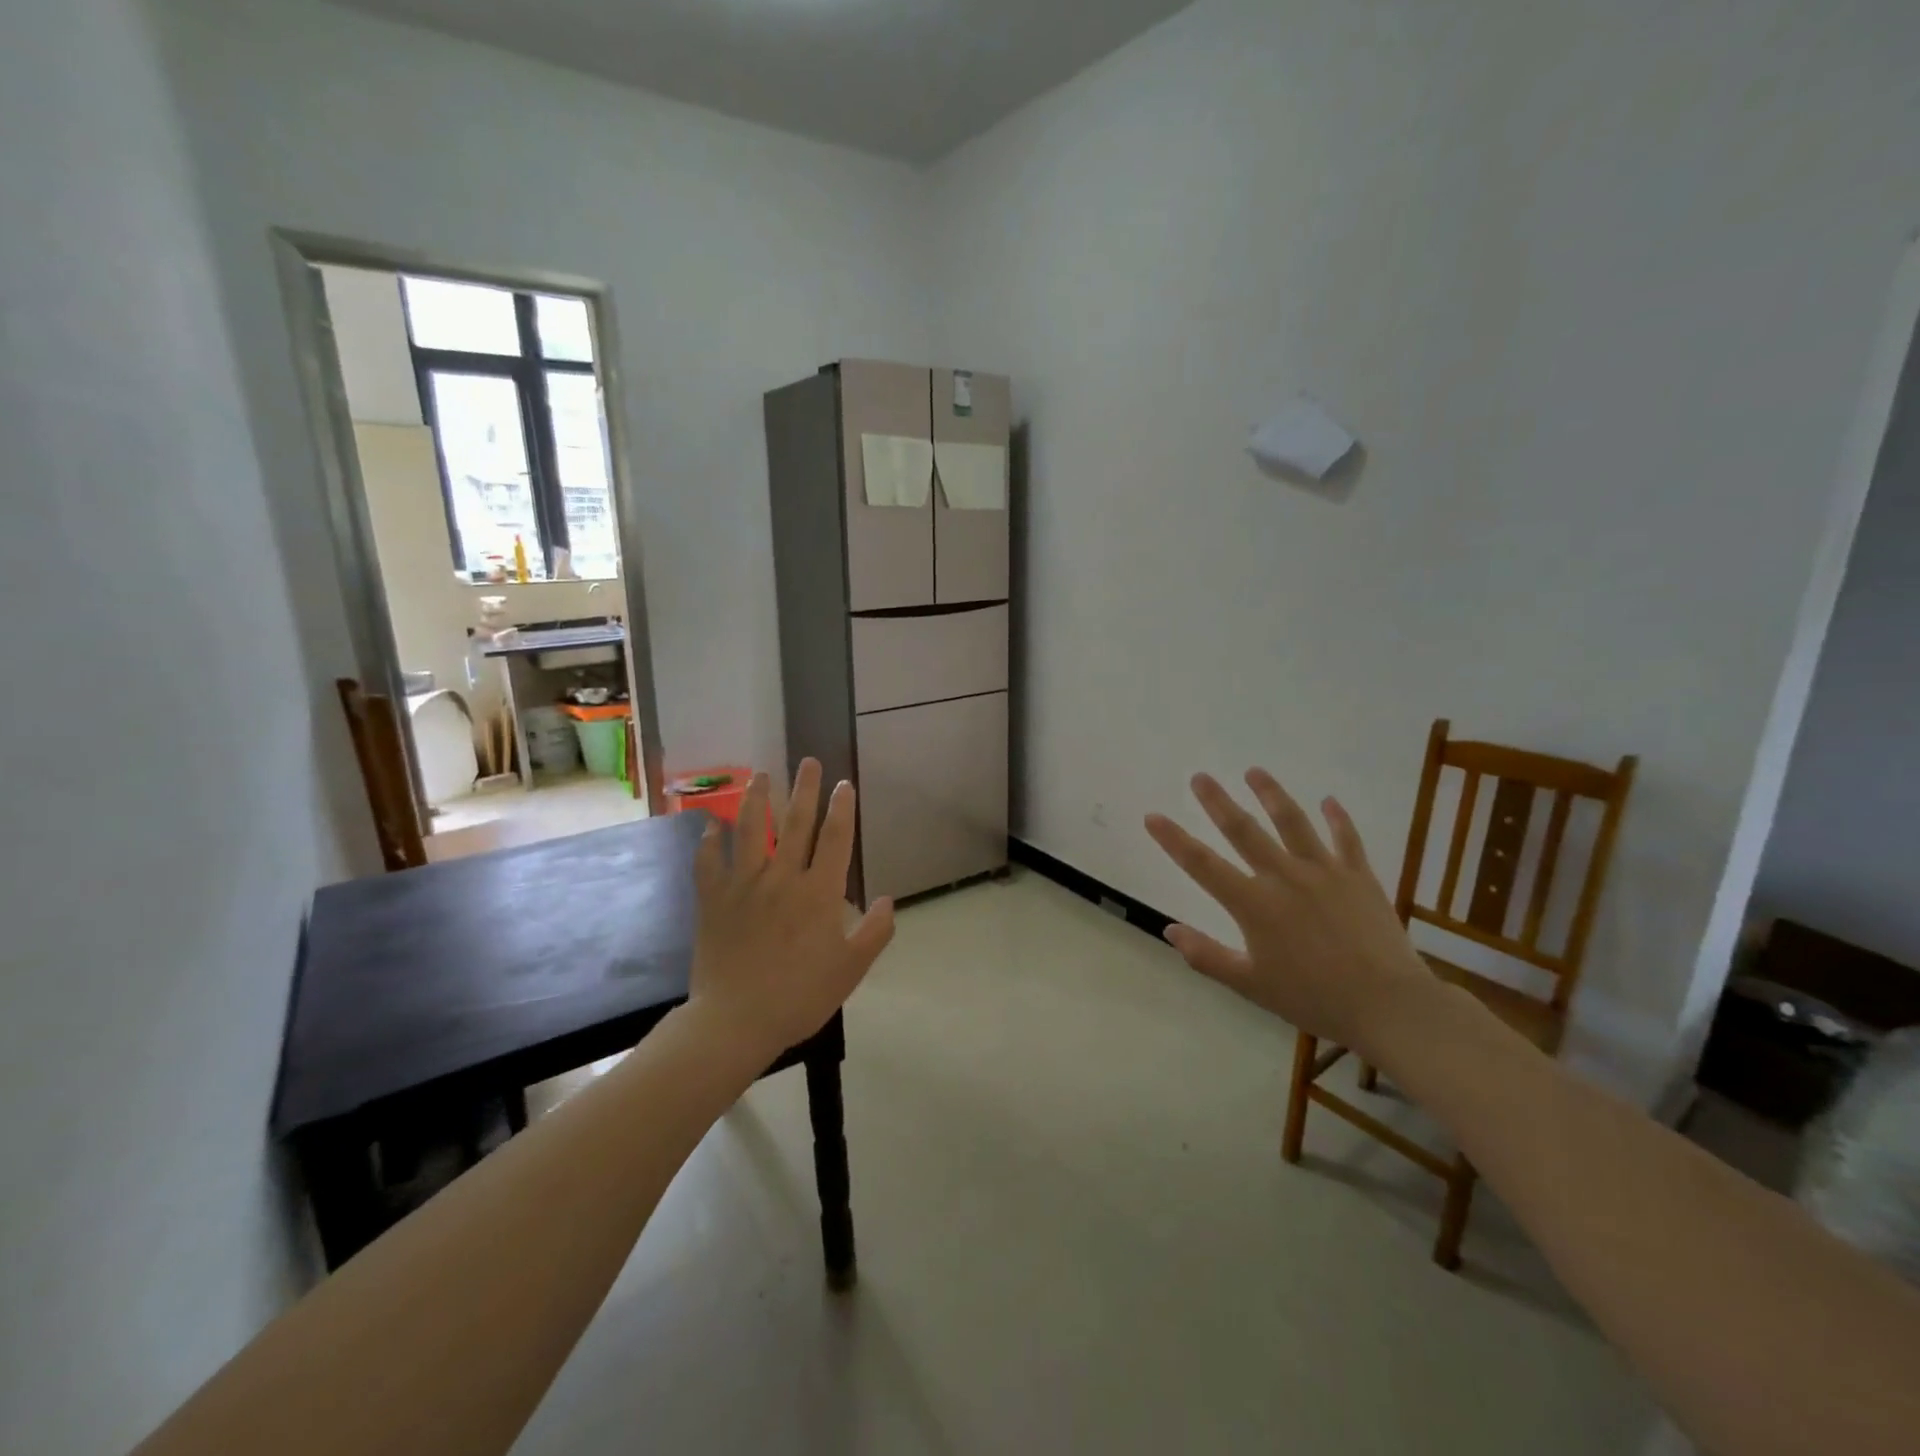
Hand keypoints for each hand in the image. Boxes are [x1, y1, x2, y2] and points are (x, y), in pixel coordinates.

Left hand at [687, 761, 894, 1060]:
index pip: (835, 839)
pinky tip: (710, 825)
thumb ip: (874, 932)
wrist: (736, 1021)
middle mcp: (782, 878)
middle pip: (796, 824)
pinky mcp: (713, 900)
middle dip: (805, 789)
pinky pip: (709, 863)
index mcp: (819, 893)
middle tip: (808, 761)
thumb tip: (887, 900)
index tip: (844, 784)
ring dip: (757, 799)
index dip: (842, 808)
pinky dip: (710, 842)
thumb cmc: (801, 996)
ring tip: (761, 774)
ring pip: (750, 831)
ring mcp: (744, 886)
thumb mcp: (851, 969)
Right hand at [1144, 770, 1434, 1055]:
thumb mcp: (1250, 986)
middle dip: (1217, 802)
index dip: (1174, 840)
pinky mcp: (1359, 876)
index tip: (1152, 816)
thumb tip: (1170, 930)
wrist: (1388, 1005)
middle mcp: (1284, 877)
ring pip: (1292, 822)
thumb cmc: (1314, 998)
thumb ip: (1207, 956)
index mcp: (1254, 904)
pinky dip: (1338, 818)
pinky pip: (1347, 839)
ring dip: (1271, 794)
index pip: (1202, 865)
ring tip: (1254, 771)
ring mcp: (1324, 872)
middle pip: (1243, 831)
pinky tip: (1329, 800)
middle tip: (1200, 777)